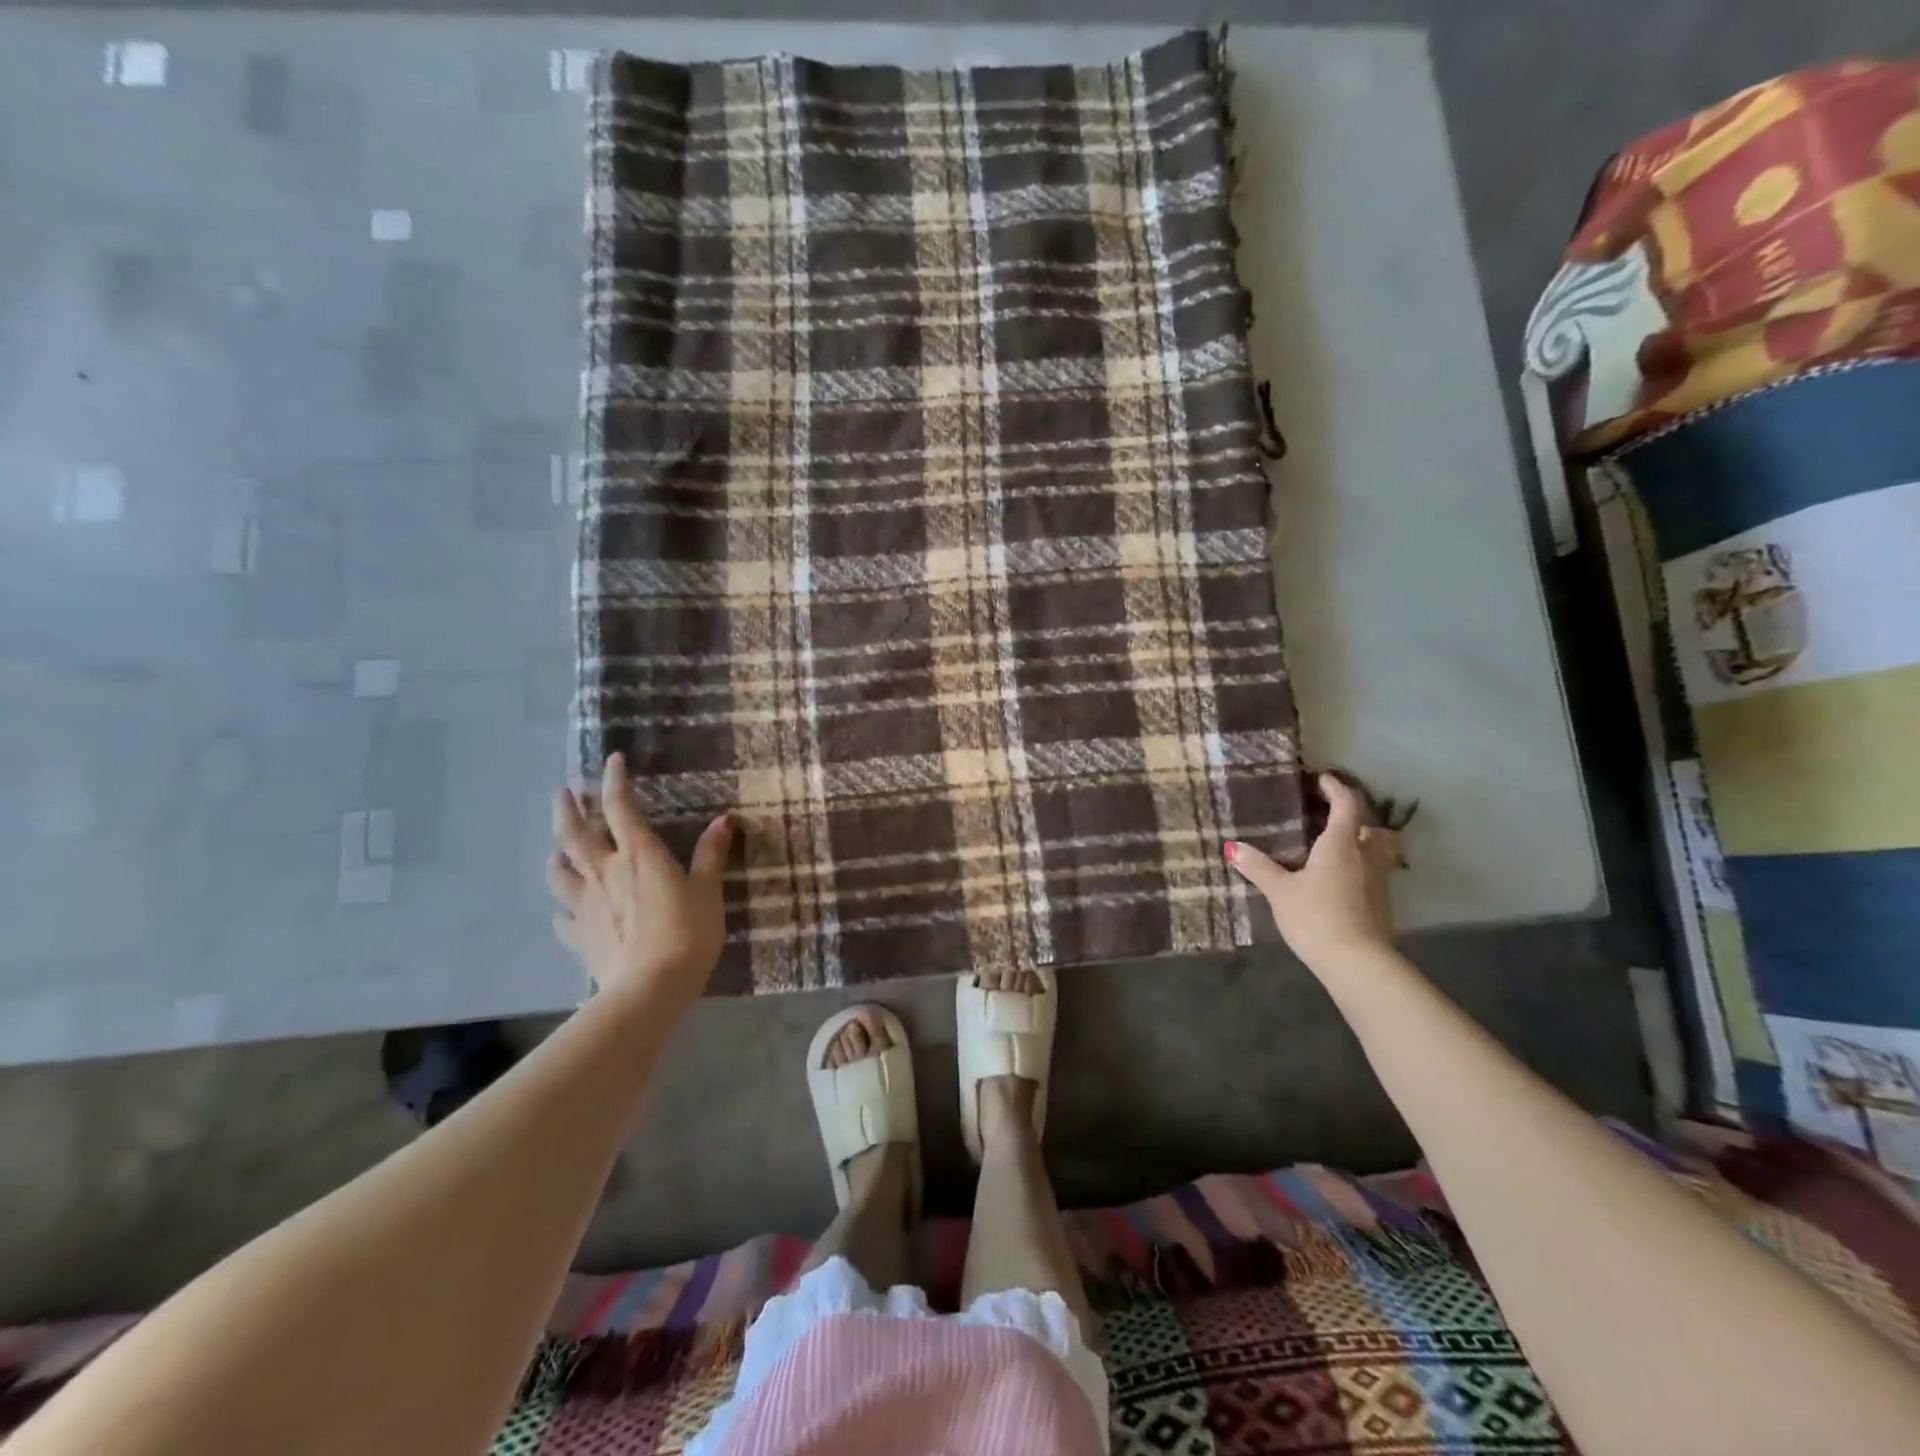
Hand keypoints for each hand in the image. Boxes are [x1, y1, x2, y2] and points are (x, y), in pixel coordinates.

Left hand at [546, 752, 733, 1013]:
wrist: (650, 987)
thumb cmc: (687, 933)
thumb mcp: (708, 891)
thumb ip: (710, 855)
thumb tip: (724, 821)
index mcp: (639, 855)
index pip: (620, 807)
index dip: (615, 780)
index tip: (613, 760)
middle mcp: (605, 871)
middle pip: (575, 833)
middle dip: (568, 809)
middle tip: (562, 792)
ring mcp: (585, 905)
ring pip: (559, 872)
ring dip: (556, 855)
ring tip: (557, 849)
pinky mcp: (578, 936)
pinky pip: (562, 917)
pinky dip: (562, 909)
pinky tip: (565, 912)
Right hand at [1227, 773, 1399, 969]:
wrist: (1356, 961)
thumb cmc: (1315, 916)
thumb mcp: (1279, 891)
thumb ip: (1258, 867)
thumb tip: (1233, 847)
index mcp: (1340, 844)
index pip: (1345, 805)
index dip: (1336, 789)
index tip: (1324, 780)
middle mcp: (1364, 856)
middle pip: (1371, 827)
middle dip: (1356, 819)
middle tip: (1332, 819)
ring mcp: (1378, 881)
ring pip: (1378, 852)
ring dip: (1364, 843)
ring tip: (1340, 849)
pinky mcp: (1382, 904)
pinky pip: (1375, 874)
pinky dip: (1362, 869)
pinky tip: (1342, 881)